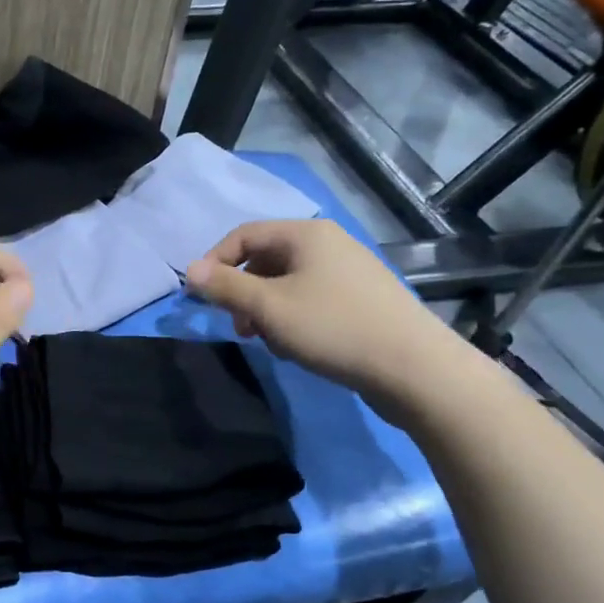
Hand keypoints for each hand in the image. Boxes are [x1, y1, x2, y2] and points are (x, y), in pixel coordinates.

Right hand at [185, 219, 477, 414]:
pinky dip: (292, 318)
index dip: (215, 262)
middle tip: (238, 326)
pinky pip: (310, 298)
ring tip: (268, 341)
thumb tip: (190, 270)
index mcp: (306, 234)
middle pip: (265, 259)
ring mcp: (348, 271)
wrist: (414, 368)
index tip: (200, 297)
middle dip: (242, 292)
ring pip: (286, 283)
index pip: (243, 235)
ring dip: (265, 310)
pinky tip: (298, 346)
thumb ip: (225, 287)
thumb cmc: (333, 328)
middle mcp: (328, 243)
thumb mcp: (268, 307)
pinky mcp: (361, 299)